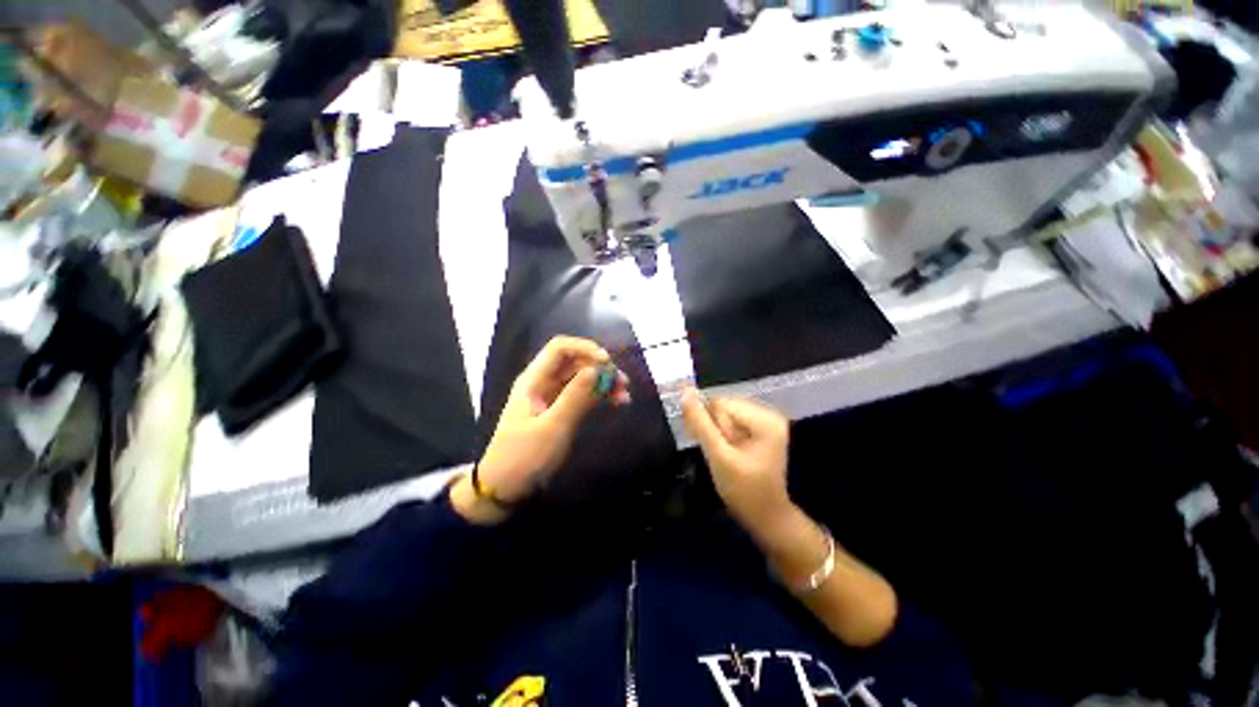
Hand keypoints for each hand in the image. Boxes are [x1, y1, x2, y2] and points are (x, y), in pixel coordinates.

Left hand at [458, 336, 628, 521]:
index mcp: (534, 379)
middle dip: (600, 368)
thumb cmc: (524, 457)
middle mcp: (543, 382)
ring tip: (624, 395)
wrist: (504, 489)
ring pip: (582, 378)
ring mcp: (552, 396)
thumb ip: (576, 396)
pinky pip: (583, 395)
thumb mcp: (553, 427)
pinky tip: (616, 402)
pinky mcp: (560, 410)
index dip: (585, 348)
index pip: (560, 348)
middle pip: (575, 362)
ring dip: (603, 382)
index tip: (608, 362)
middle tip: (623, 383)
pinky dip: (599, 396)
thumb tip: (598, 369)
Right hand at [681, 389, 791, 528]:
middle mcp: (769, 413)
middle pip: (724, 406)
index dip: (709, 425)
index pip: (720, 404)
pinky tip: (730, 451)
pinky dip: (725, 435)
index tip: (714, 448)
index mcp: (764, 419)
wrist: (765, 516)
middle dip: (716, 429)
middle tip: (722, 454)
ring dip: (719, 433)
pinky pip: (733, 420)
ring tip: (727, 455)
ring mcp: (766, 420)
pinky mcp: (761, 427)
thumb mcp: (718, 456)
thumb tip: (684, 392)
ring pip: (726, 413)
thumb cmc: (743, 490)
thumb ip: (700, 423)